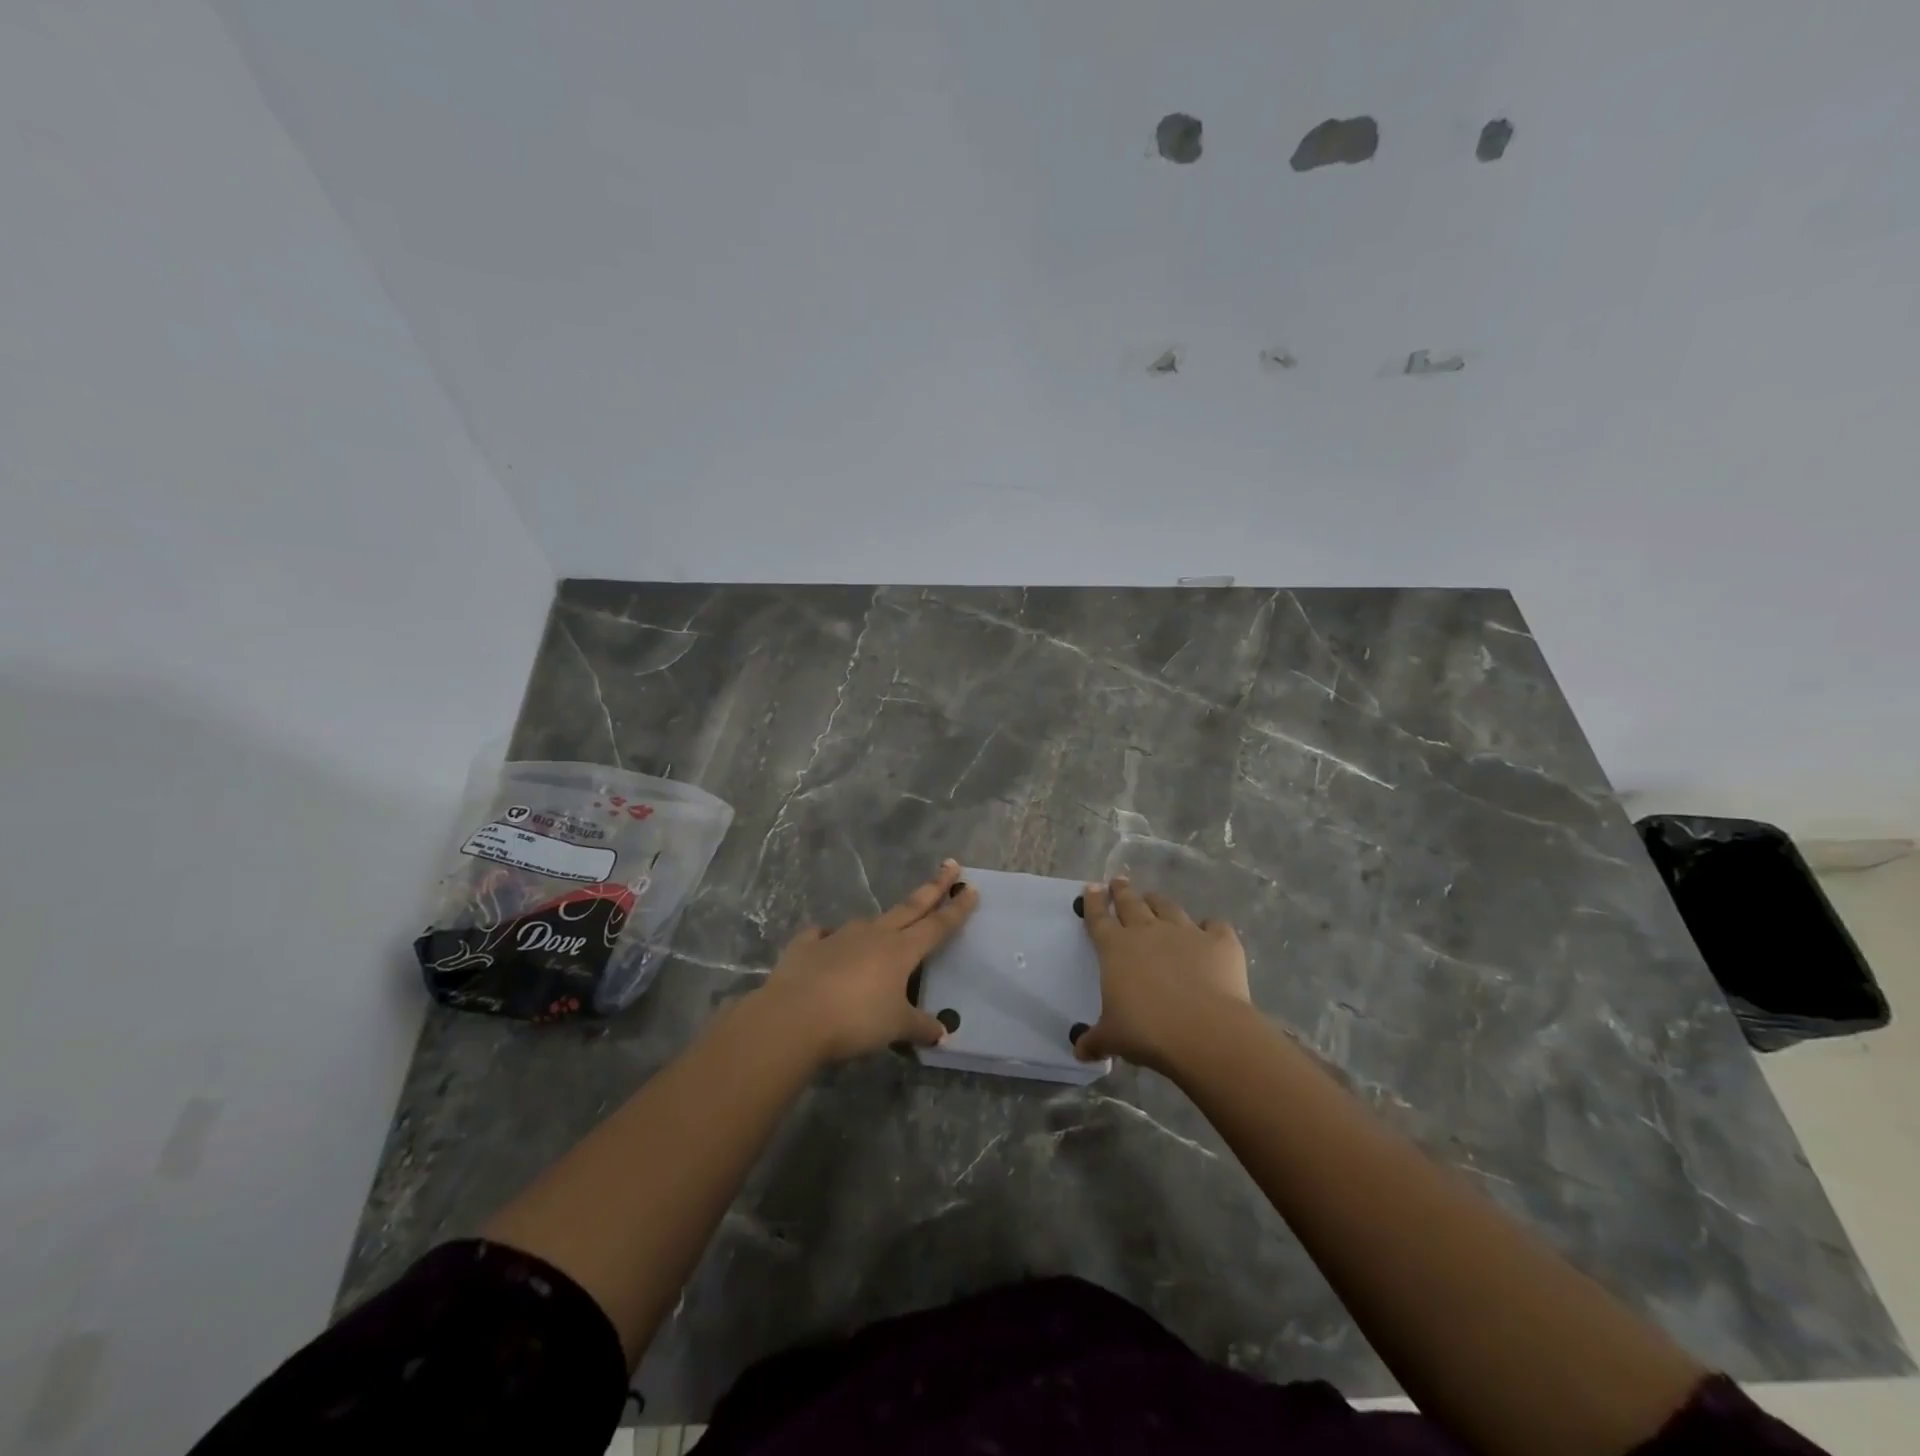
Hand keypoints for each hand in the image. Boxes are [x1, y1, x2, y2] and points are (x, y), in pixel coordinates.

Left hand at [758, 859, 979, 1063]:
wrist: (794, 1017)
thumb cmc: (855, 1020)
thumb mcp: (895, 1027)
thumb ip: (920, 1027)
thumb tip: (943, 1033)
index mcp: (901, 950)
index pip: (937, 925)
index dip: (957, 908)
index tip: (970, 888)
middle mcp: (874, 934)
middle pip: (910, 907)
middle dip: (933, 887)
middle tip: (950, 864)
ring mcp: (839, 935)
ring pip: (869, 922)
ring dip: (882, 921)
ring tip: (886, 927)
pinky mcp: (807, 945)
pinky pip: (823, 935)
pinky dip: (828, 937)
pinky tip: (826, 941)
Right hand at [1073, 876, 1250, 1072]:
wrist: (1204, 1031)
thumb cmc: (1147, 1031)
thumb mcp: (1113, 1038)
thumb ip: (1095, 1040)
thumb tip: (1080, 1051)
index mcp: (1115, 948)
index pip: (1099, 918)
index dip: (1094, 901)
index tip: (1092, 887)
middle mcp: (1147, 931)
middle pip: (1131, 903)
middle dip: (1122, 890)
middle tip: (1118, 881)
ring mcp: (1185, 932)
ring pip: (1168, 907)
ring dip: (1158, 901)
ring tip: (1153, 898)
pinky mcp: (1220, 941)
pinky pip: (1214, 925)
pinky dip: (1210, 926)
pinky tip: (1210, 931)